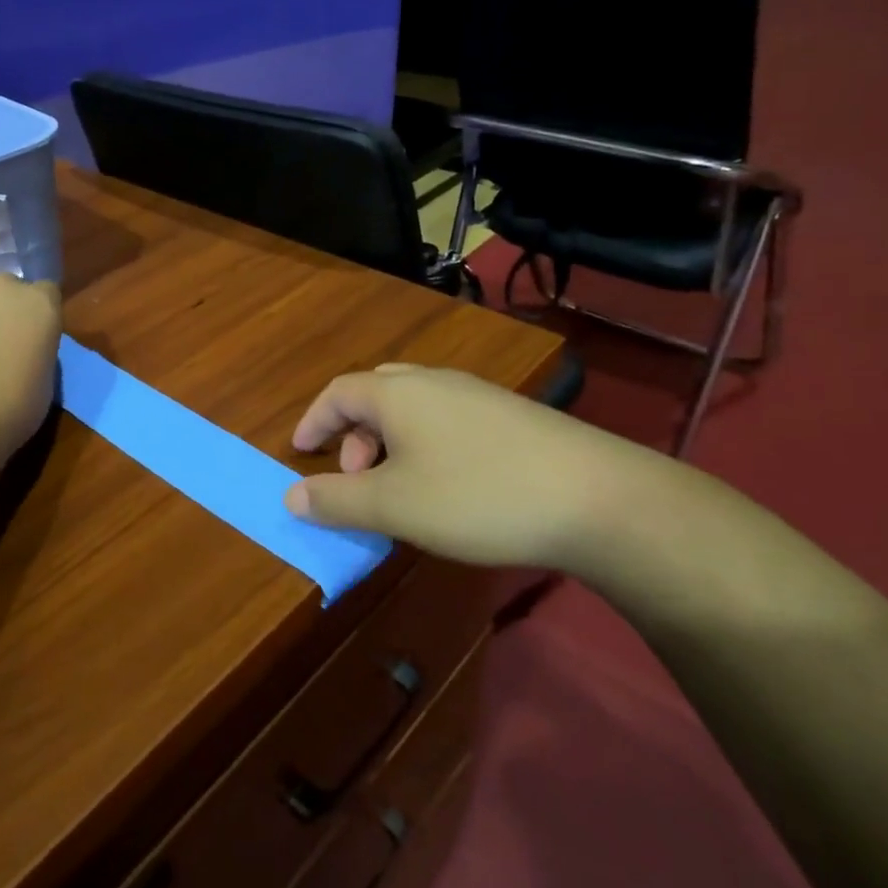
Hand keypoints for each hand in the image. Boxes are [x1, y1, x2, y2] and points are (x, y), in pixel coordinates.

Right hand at [284, 363, 680, 569]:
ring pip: (413, 407)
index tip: (299, 451)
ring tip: (399, 487)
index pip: (337, 393)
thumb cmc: (477, 495)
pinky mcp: (510, 415)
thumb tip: (290, 497)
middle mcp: (433, 382)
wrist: (597, 497)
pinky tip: (447, 485)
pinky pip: (446, 419)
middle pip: (374, 394)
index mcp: (397, 393)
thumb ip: (337, 500)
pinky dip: (425, 444)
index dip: (313, 420)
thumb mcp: (395, 506)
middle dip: (352, 433)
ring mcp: (476, 395)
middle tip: (354, 477)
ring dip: (389, 441)